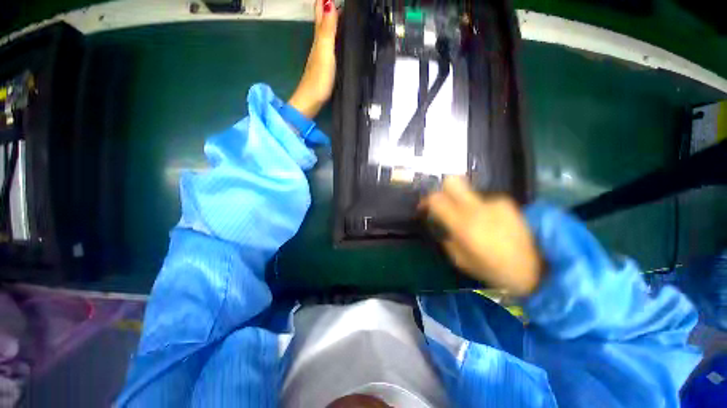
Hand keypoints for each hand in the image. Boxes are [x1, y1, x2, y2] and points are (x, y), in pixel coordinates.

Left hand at [288, 0, 338, 117]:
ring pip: (326, 34)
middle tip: (334, 2)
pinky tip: (338, 41)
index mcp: (319, 40)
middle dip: (326, 9)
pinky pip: (329, 47)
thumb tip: (329, 3)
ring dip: (331, 22)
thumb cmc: (318, 79)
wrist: (311, 101)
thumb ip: (327, 31)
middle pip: (322, 23)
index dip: (324, 3)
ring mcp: (321, 58)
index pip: (321, 15)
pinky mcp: (324, 69)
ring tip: (340, 14)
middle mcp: (318, 46)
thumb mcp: (324, 52)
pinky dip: (333, 39)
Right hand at [421, 177, 543, 296]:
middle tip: (442, 204)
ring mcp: (495, 202)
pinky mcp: (507, 202)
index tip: (424, 208)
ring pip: (468, 193)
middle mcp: (478, 208)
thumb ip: (447, 240)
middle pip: (452, 181)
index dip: (426, 200)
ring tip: (474, 222)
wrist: (541, 269)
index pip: (436, 199)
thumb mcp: (462, 262)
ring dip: (463, 204)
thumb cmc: (496, 271)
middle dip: (442, 189)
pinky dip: (480, 208)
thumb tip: (442, 226)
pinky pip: (483, 201)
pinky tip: (490, 223)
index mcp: (464, 225)